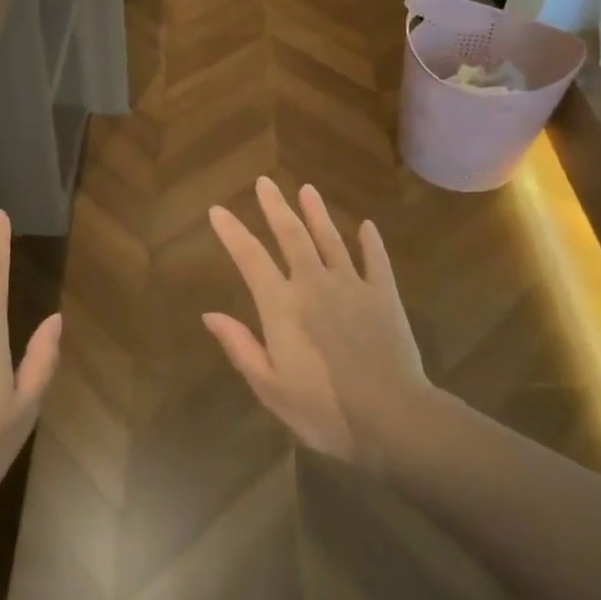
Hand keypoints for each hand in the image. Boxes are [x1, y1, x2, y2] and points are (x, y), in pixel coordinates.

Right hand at [204, 178, 436, 474]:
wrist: (390, 417)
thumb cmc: (323, 409)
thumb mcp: (269, 386)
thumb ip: (240, 346)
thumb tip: (209, 315)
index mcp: (281, 306)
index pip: (250, 258)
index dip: (232, 232)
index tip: (217, 210)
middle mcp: (314, 284)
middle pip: (291, 236)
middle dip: (275, 207)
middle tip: (264, 182)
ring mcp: (352, 285)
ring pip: (330, 239)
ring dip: (317, 213)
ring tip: (306, 189)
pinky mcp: (384, 295)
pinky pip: (375, 260)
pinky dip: (370, 242)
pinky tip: (366, 226)